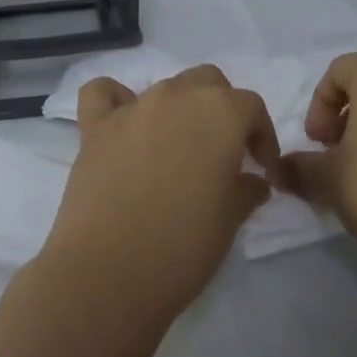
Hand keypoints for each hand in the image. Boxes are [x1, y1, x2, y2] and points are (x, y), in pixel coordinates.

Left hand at [40, 64, 277, 322]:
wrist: (109, 273)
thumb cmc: (184, 246)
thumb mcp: (232, 219)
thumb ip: (247, 189)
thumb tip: (253, 181)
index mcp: (221, 112)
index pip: (251, 107)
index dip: (261, 136)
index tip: (261, 168)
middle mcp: (178, 96)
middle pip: (209, 83)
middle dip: (221, 110)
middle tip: (222, 153)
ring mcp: (134, 107)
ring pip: (165, 87)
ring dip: (178, 109)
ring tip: (177, 149)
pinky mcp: (95, 126)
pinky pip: (104, 94)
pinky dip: (116, 100)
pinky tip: (123, 125)